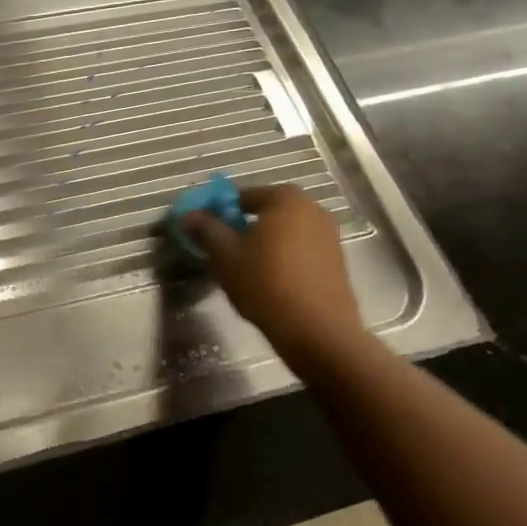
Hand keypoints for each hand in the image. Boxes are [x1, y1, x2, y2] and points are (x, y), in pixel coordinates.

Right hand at [184, 184, 367, 363]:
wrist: (317, 330)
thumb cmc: (265, 283)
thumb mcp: (224, 255)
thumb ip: (206, 229)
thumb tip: (190, 215)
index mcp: (285, 199)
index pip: (243, 195)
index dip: (220, 211)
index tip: (206, 231)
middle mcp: (313, 209)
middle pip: (266, 212)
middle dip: (243, 226)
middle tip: (223, 249)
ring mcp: (329, 235)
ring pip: (284, 232)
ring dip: (264, 243)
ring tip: (244, 267)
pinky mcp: (336, 261)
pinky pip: (300, 249)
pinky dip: (283, 257)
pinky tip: (269, 280)